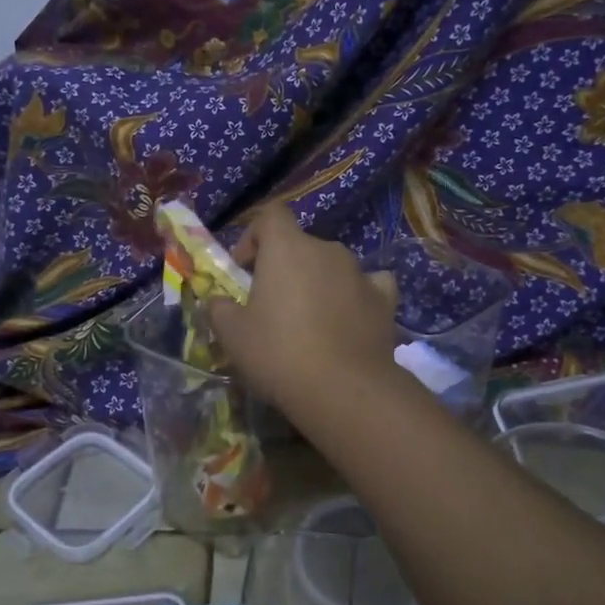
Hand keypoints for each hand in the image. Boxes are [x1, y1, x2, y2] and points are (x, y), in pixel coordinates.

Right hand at [208, 204, 400, 418]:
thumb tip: (219, 302)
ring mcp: (360, 272)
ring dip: (318, 283)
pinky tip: (350, 317)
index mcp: (287, 247)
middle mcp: (327, 249)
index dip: (253, 236)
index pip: (271, 215)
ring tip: (309, 321)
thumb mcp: (232, 335)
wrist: (344, 389)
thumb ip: (219, 309)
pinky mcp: (385, 299)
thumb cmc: (278, 353)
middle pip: (300, 245)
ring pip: (332, 266)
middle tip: (271, 305)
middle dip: (284, 268)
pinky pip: (369, 285)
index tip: (244, 270)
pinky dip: (356, 295)